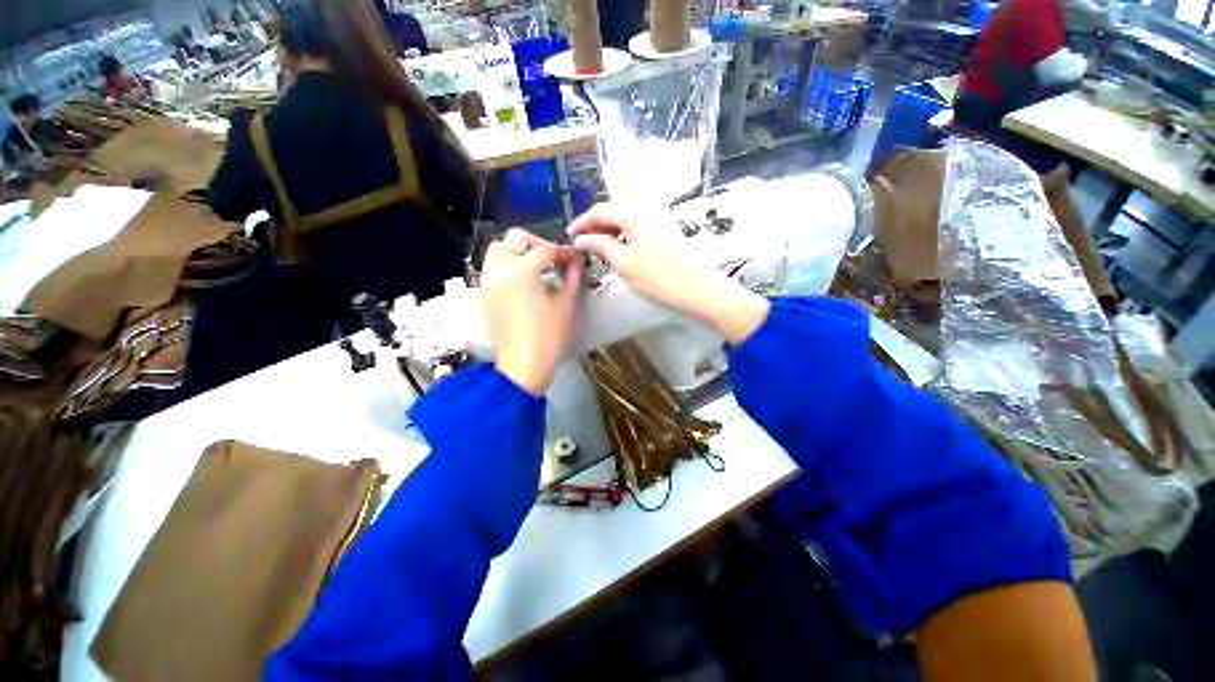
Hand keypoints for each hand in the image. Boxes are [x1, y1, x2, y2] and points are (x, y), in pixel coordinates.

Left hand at [480, 229, 581, 395]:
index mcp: (522, 272)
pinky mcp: (484, 295)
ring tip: (534, 266)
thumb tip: (577, 260)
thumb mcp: (565, 304)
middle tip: (552, 259)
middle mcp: (500, 270)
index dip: (563, 251)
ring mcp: (488, 282)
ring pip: (497, 250)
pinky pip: (491, 269)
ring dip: (517, 251)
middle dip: (537, 244)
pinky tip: (521, 281)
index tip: (576, 256)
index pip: (545, 250)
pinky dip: (506, 266)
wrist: (524, 363)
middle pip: (515, 239)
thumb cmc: (549, 335)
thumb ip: (572, 277)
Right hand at [569, 203, 769, 344]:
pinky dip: (624, 238)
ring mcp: (660, 221)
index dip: (582, 222)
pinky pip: (638, 230)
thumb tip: (582, 238)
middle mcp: (648, 210)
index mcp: (635, 213)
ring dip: (610, 233)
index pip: (600, 210)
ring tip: (598, 250)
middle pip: (614, 213)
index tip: (569, 236)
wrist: (698, 289)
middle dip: (595, 227)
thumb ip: (600, 245)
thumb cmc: (658, 277)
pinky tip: (619, 252)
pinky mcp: (666, 233)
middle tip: (582, 245)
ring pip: (626, 221)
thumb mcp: (624, 262)